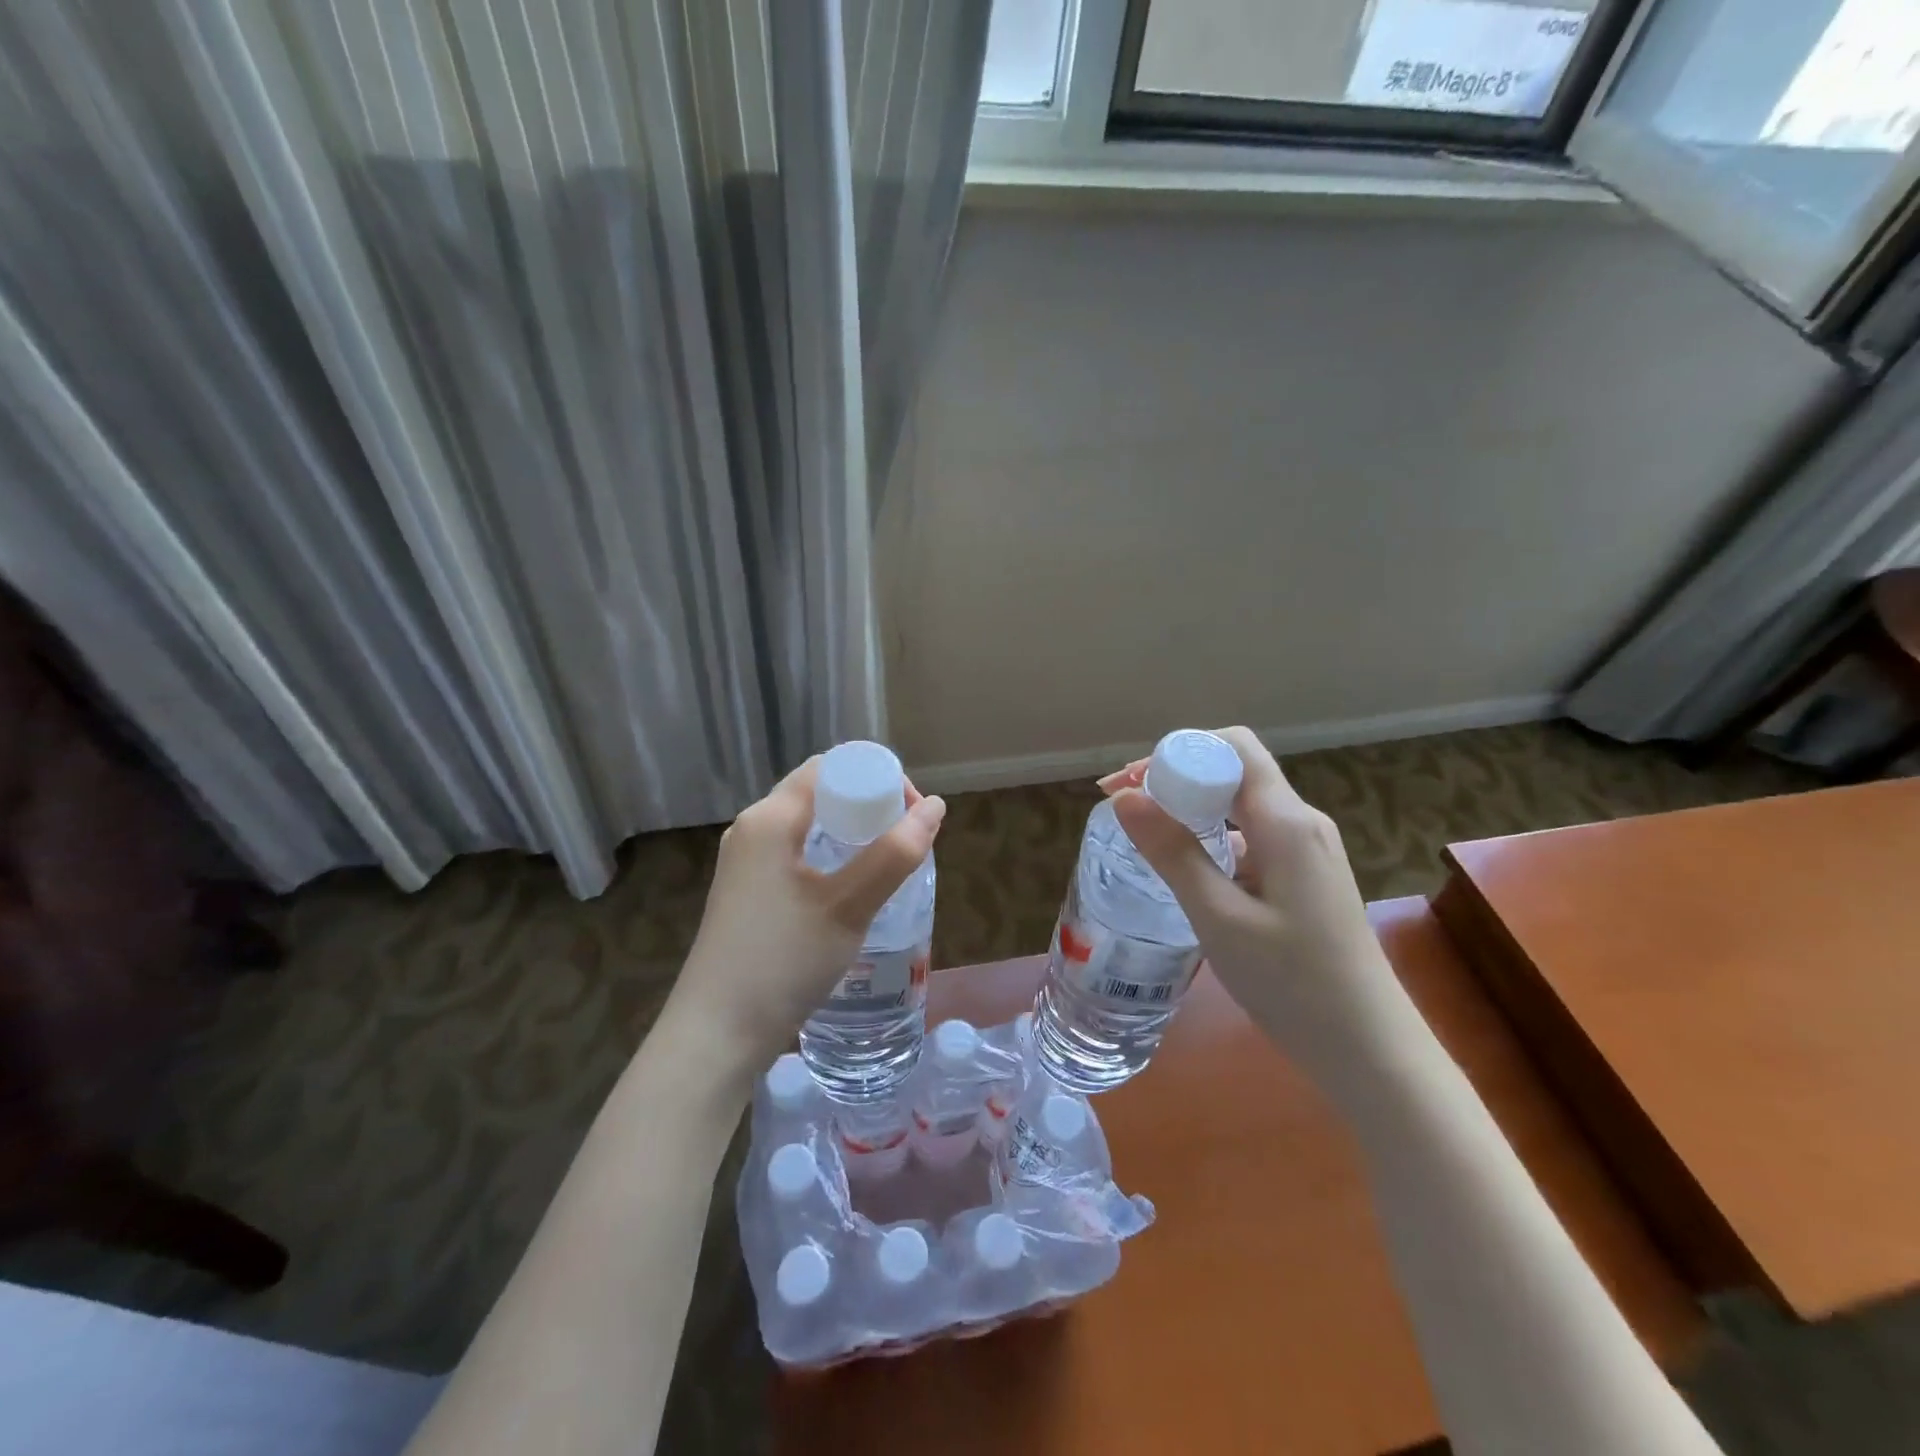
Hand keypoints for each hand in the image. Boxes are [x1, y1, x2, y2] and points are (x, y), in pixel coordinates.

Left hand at [662, 756, 945, 1074]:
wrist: (716, 1036)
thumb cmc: (783, 961)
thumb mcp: (848, 906)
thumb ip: (895, 854)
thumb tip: (936, 807)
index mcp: (770, 818)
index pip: (830, 768)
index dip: (877, 778)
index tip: (911, 813)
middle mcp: (752, 829)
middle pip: (820, 794)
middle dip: (869, 807)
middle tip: (906, 841)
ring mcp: (745, 864)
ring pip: (809, 828)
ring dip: (851, 836)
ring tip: (888, 866)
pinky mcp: (747, 894)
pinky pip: (796, 856)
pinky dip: (830, 859)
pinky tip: (851, 892)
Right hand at [1098, 728, 1410, 1096]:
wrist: (1369, 1049)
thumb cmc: (1292, 983)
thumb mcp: (1219, 917)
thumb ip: (1172, 852)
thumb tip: (1125, 797)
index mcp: (1286, 821)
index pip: (1233, 746)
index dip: (1177, 751)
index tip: (1129, 782)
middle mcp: (1302, 822)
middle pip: (1235, 769)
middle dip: (1176, 775)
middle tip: (1123, 804)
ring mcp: (1307, 849)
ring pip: (1241, 803)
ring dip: (1191, 805)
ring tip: (1144, 831)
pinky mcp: (1305, 875)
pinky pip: (1251, 834)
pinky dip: (1211, 834)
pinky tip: (1186, 866)